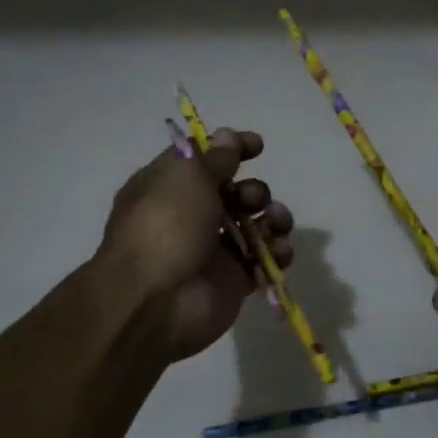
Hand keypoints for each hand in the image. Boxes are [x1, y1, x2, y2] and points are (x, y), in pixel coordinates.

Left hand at [97, 129, 294, 361]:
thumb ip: (214, 157)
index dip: (231, 149)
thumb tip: (228, 136)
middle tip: (251, 199)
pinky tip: (280, 251)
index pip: (203, 159)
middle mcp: (190, 216)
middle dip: (254, 190)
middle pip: (235, 192)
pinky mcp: (234, 280)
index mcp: (168, 187)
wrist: (157, 301)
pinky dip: (277, 252)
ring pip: (254, 225)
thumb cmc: (166, 226)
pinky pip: (264, 260)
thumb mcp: (187, 176)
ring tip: (275, 223)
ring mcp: (213, 250)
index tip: (258, 146)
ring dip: (273, 217)